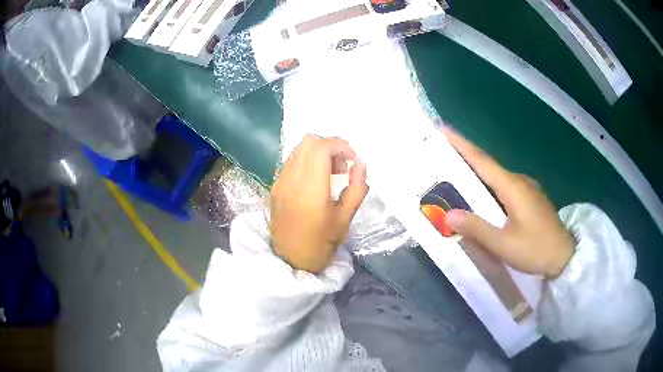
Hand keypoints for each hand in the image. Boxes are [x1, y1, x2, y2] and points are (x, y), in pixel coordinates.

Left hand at [270, 135, 368, 272]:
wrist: (291, 259)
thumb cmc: (321, 243)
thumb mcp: (345, 218)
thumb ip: (356, 188)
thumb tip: (361, 164)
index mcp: (310, 189)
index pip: (321, 147)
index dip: (340, 145)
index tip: (352, 159)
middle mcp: (291, 180)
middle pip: (308, 141)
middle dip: (330, 146)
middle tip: (341, 167)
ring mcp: (280, 182)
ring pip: (298, 149)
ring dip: (318, 152)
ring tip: (329, 174)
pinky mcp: (275, 186)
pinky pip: (291, 161)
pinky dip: (306, 161)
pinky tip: (314, 181)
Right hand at [443, 128, 574, 278]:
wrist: (564, 256)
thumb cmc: (535, 249)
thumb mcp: (504, 245)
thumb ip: (477, 229)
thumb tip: (448, 214)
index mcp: (513, 187)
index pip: (483, 161)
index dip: (462, 145)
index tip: (444, 130)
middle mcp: (520, 181)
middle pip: (489, 166)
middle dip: (465, 159)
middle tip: (443, 157)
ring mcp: (527, 189)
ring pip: (497, 177)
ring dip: (477, 174)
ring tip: (457, 178)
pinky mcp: (531, 198)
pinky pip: (505, 186)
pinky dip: (490, 187)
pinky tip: (483, 197)